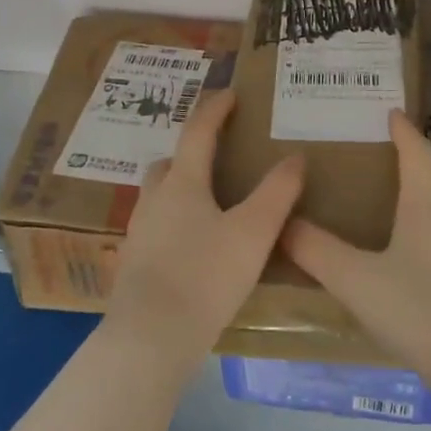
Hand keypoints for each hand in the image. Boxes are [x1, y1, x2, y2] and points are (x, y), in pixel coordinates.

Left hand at [103, 88, 303, 368]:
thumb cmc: (206, 275)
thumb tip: (296, 157)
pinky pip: (157, 227)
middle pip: (170, 163)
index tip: (229, 95)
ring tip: (210, 203)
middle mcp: (154, 200)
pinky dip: (175, 221)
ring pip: (159, 196)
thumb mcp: (253, 233)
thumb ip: (277, 193)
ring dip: (181, 188)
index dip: (214, 110)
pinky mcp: (135, 263)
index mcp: (182, 184)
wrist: (151, 336)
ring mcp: (140, 232)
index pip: (197, 133)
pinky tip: (194, 246)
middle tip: (217, 156)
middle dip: (191, 152)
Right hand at [282, 109, 430, 395]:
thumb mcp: (357, 281)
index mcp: (427, 209)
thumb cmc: (420, 311)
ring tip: (416, 210)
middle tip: (406, 163)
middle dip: (430, 165)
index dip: (405, 133)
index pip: (418, 156)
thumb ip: (317, 252)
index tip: (393, 114)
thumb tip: (283, 224)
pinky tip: (428, 263)